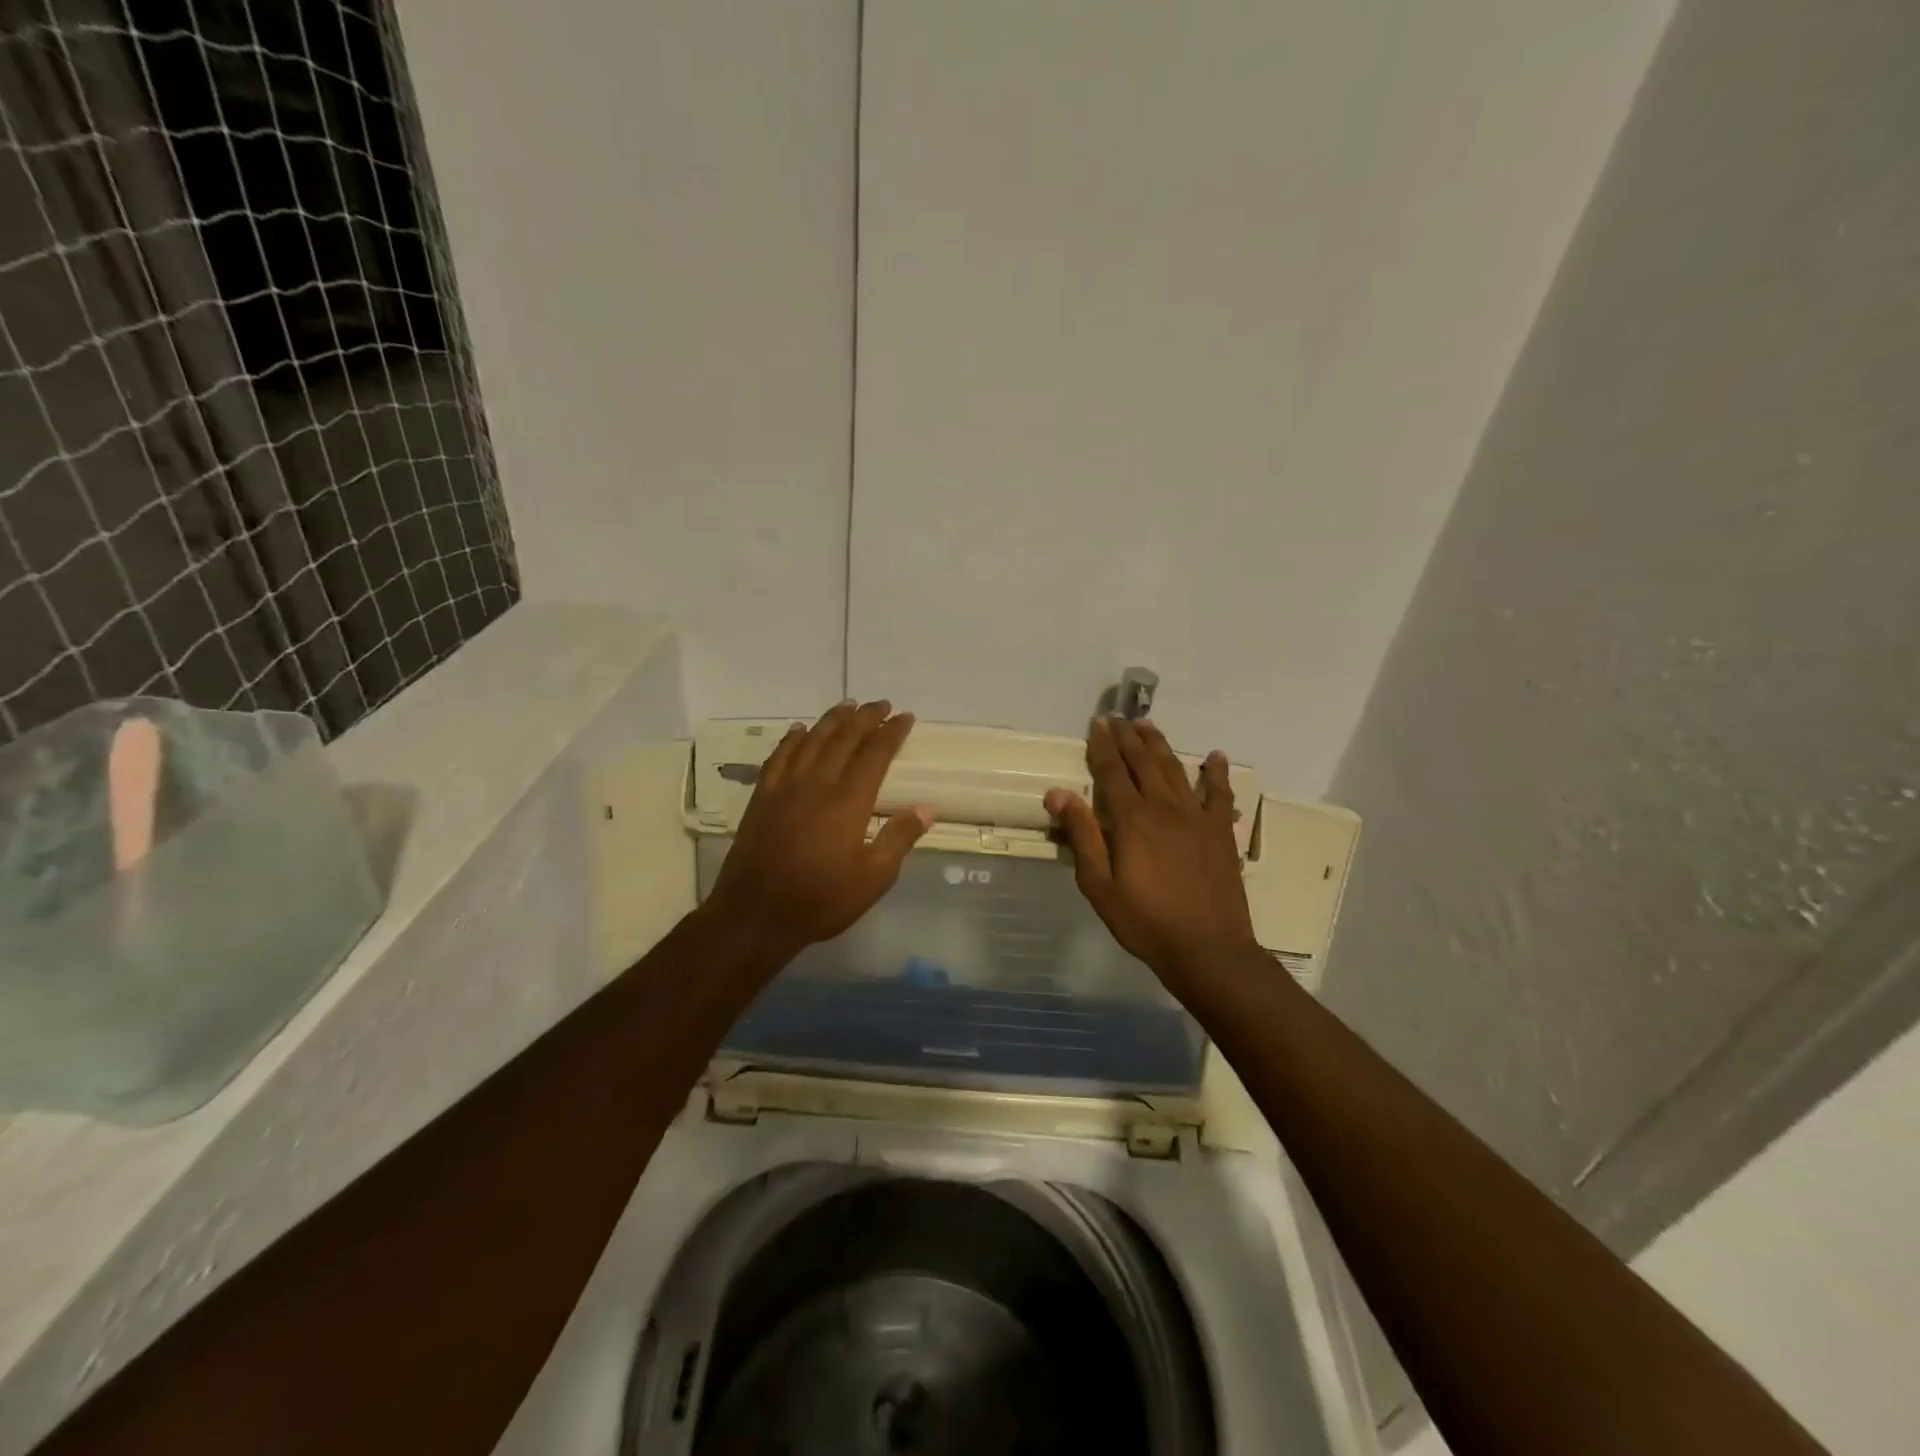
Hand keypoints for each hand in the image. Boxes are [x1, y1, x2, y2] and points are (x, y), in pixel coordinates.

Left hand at [705, 700, 932, 965]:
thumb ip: (899, 839)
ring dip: (831, 720)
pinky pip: (778, 757)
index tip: (905, 717)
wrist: (755, 914)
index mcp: (848, 801)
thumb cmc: (821, 900)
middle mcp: (817, 784)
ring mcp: (785, 788)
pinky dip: (791, 739)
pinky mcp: (762, 798)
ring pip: (811, 741)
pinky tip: (799, 730)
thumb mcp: (873, 878)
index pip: (875, 754)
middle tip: (880, 704)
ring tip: (847, 705)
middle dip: (865, 717)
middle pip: (844, 739)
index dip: (891, 732)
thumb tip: (926, 808)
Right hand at [1045, 717, 1259, 985]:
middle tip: (1118, 718)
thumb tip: (1057, 792)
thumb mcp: (1099, 884)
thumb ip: (1081, 835)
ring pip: (1176, 769)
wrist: (1208, 949)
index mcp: (1132, 819)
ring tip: (1148, 725)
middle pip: (1143, 762)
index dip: (1102, 745)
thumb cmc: (1145, 921)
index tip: (1097, 723)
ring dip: (1161, 745)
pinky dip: (1217, 773)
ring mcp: (1197, 817)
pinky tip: (1215, 757)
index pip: (1111, 771)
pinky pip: (1220, 794)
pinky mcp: (1221, 832)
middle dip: (1128, 738)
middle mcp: (1165, 807)